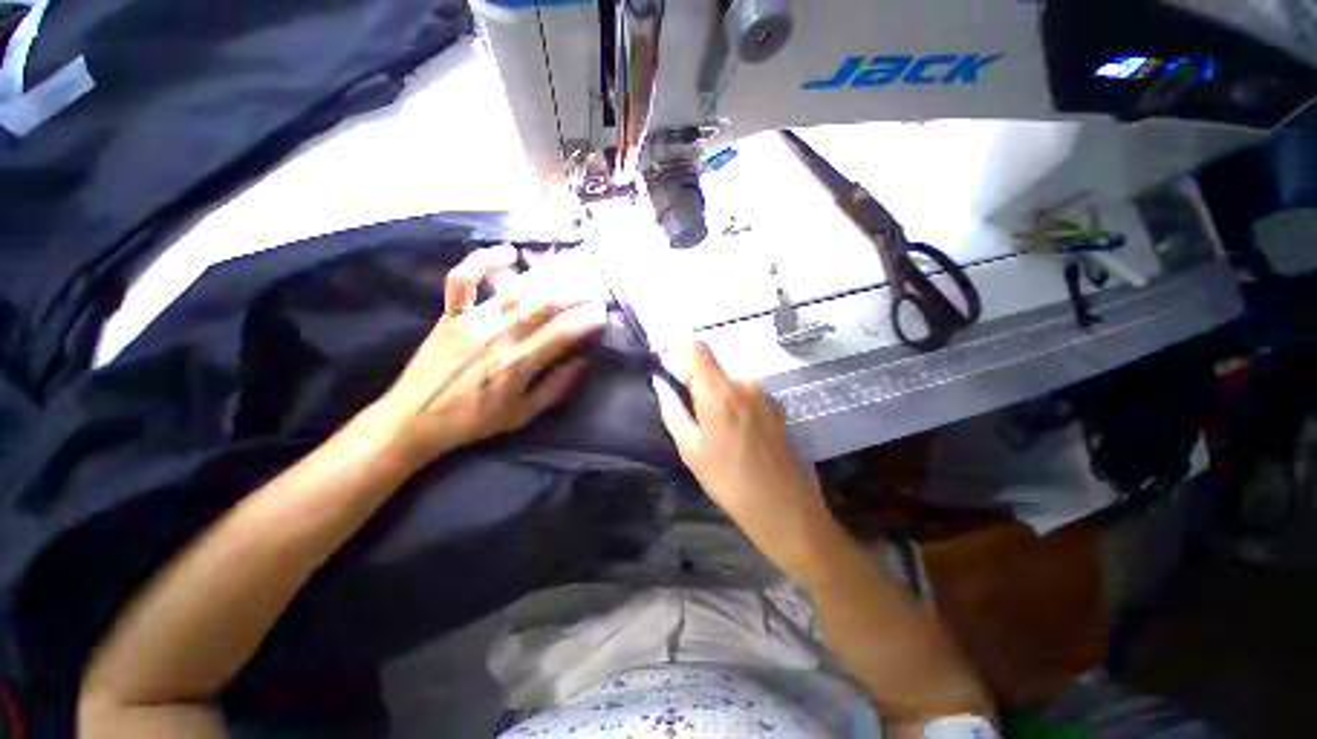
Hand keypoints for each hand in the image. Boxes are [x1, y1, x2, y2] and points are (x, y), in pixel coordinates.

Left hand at [364, 246, 605, 468]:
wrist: (415, 419)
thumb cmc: (473, 420)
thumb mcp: (522, 414)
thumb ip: (556, 388)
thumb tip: (583, 362)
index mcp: (518, 364)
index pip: (563, 332)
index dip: (587, 319)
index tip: (603, 313)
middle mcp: (498, 336)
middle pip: (544, 302)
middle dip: (576, 291)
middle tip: (594, 287)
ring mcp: (472, 320)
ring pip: (515, 288)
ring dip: (547, 275)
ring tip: (570, 269)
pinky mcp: (451, 313)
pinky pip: (463, 279)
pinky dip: (483, 260)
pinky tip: (509, 254)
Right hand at [653, 343, 841, 573]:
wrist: (785, 509)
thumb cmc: (729, 481)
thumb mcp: (690, 449)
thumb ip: (672, 409)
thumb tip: (661, 383)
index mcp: (719, 391)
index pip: (695, 347)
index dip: (674, 345)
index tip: (660, 356)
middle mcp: (744, 383)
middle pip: (711, 368)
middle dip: (694, 382)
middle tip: (687, 413)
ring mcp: (764, 394)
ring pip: (728, 384)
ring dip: (715, 397)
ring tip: (714, 432)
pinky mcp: (777, 407)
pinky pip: (746, 396)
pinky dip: (733, 405)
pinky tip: (737, 436)